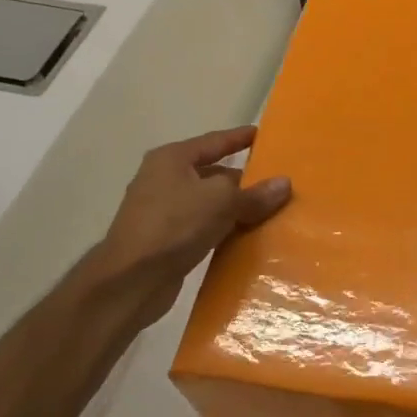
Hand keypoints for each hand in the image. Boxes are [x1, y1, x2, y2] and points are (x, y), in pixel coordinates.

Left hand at [88, 127, 291, 329]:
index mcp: (172, 159)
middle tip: (276, 182)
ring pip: (209, 203)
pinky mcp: (165, 240)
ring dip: (235, 208)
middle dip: (243, 179)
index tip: (263, 135)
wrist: (131, 280)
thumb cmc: (175, 225)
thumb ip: (254, 193)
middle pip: (212, 173)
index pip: (214, 141)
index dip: (240, 138)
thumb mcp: (222, 202)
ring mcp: (162, 211)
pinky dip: (223, 229)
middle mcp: (164, 179)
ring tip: (269, 211)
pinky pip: (203, 227)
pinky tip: (246, 237)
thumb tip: (285, 183)